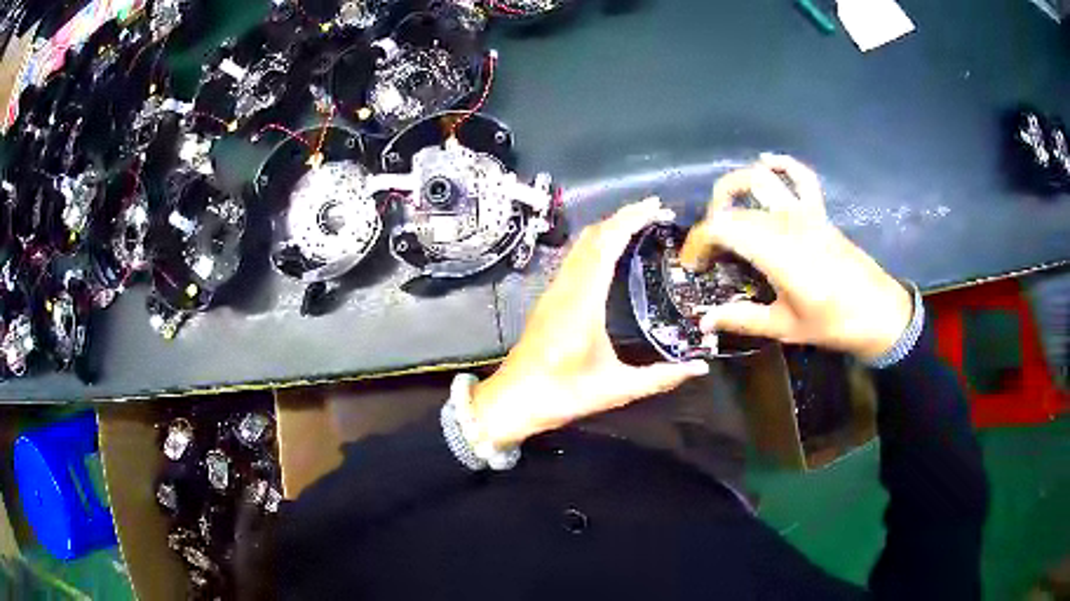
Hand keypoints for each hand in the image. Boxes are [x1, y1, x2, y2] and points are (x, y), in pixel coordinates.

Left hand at [472, 198, 709, 447]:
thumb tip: (700, 367)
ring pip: (580, 245)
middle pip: (593, 237)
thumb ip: (660, 377)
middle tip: (655, 209)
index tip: (656, 206)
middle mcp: (566, 287)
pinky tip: (611, 251)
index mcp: (583, 301)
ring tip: (639, 222)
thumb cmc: (563, 395)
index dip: (630, 220)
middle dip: (623, 216)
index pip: (606, 245)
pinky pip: (574, 259)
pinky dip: (596, 243)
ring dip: (608, 227)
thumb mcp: (617, 389)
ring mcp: (553, 291)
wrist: (513, 401)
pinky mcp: (549, 299)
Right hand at [679, 154, 912, 361]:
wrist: (878, 312)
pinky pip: (800, 176)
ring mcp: (804, 212)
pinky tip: (766, 163)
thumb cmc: (832, 323)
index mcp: (776, 252)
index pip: (722, 228)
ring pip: (760, 179)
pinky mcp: (818, 211)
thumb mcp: (785, 327)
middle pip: (735, 208)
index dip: (698, 242)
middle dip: (711, 227)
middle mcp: (786, 223)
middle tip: (708, 255)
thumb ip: (743, 319)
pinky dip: (781, 165)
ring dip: (734, 187)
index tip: (693, 266)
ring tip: (723, 209)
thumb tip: (704, 320)